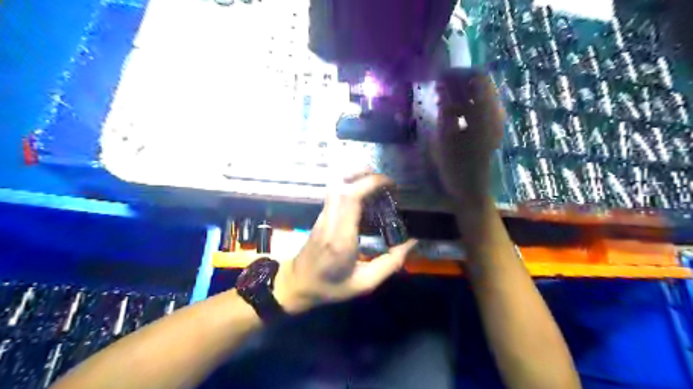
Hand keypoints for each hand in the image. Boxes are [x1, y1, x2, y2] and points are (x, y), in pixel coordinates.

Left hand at [275, 171, 415, 313]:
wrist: (297, 284)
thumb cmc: (330, 286)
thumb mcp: (365, 283)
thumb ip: (390, 263)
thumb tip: (412, 242)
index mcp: (341, 238)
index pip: (351, 197)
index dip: (371, 183)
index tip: (391, 185)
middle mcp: (330, 221)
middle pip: (341, 182)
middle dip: (365, 173)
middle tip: (386, 182)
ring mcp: (323, 215)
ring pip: (335, 183)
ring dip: (357, 176)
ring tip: (378, 184)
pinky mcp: (322, 214)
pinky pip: (335, 191)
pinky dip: (352, 185)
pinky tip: (366, 196)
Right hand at [432, 67, 503, 202]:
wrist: (472, 191)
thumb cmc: (457, 167)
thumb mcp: (446, 137)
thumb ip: (446, 111)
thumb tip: (442, 88)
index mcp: (485, 114)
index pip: (477, 78)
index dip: (458, 73)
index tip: (439, 75)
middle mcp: (494, 113)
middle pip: (480, 85)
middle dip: (459, 81)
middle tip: (438, 85)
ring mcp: (494, 122)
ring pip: (479, 96)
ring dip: (461, 93)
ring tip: (440, 97)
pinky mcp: (490, 130)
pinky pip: (479, 108)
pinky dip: (465, 105)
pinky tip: (450, 111)